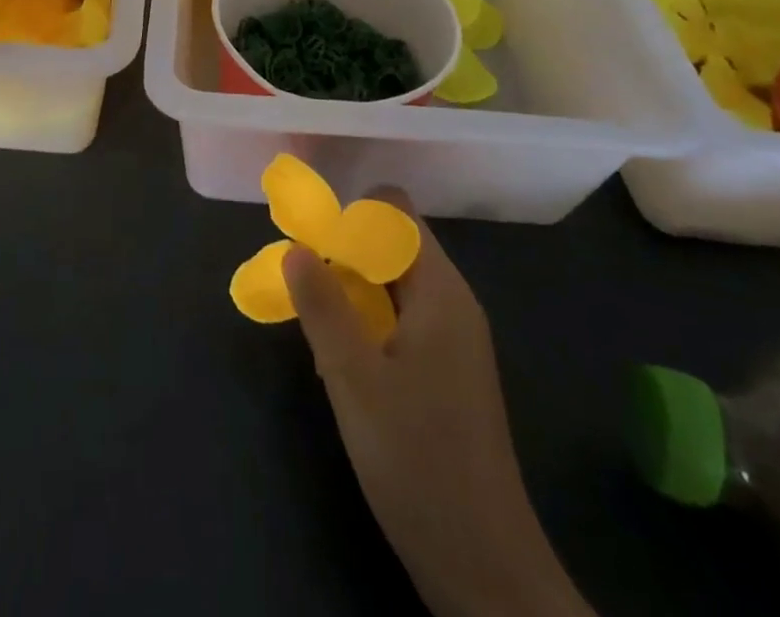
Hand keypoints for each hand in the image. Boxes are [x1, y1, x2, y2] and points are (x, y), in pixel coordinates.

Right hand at [284, 195, 594, 616]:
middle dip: (343, 252)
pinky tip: (343, 358)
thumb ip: (322, 306)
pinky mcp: (446, 372)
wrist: (485, 569)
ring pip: (393, 283)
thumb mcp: (355, 379)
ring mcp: (453, 339)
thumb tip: (294, 245)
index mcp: (441, 291)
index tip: (312, 243)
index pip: (396, 210)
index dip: (351, 213)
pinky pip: (401, 318)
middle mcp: (452, 303)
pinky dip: (367, 320)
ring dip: (351, 289)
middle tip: (302, 283)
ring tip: (315, 321)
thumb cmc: (419, 461)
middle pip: (392, 244)